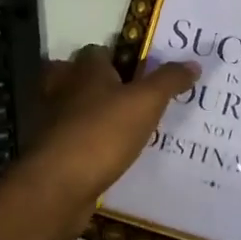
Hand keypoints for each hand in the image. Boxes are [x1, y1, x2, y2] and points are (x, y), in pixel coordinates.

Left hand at [16, 45, 198, 239]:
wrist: (57, 187)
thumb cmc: (102, 133)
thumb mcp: (146, 102)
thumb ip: (169, 81)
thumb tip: (193, 63)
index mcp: (84, 70)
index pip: (97, 51)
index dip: (117, 59)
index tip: (141, 74)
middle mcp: (61, 90)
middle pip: (75, 77)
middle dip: (95, 85)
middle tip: (127, 100)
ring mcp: (49, 123)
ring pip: (69, 110)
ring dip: (88, 116)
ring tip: (120, 130)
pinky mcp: (47, 155)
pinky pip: (68, 142)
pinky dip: (83, 145)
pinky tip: (106, 158)